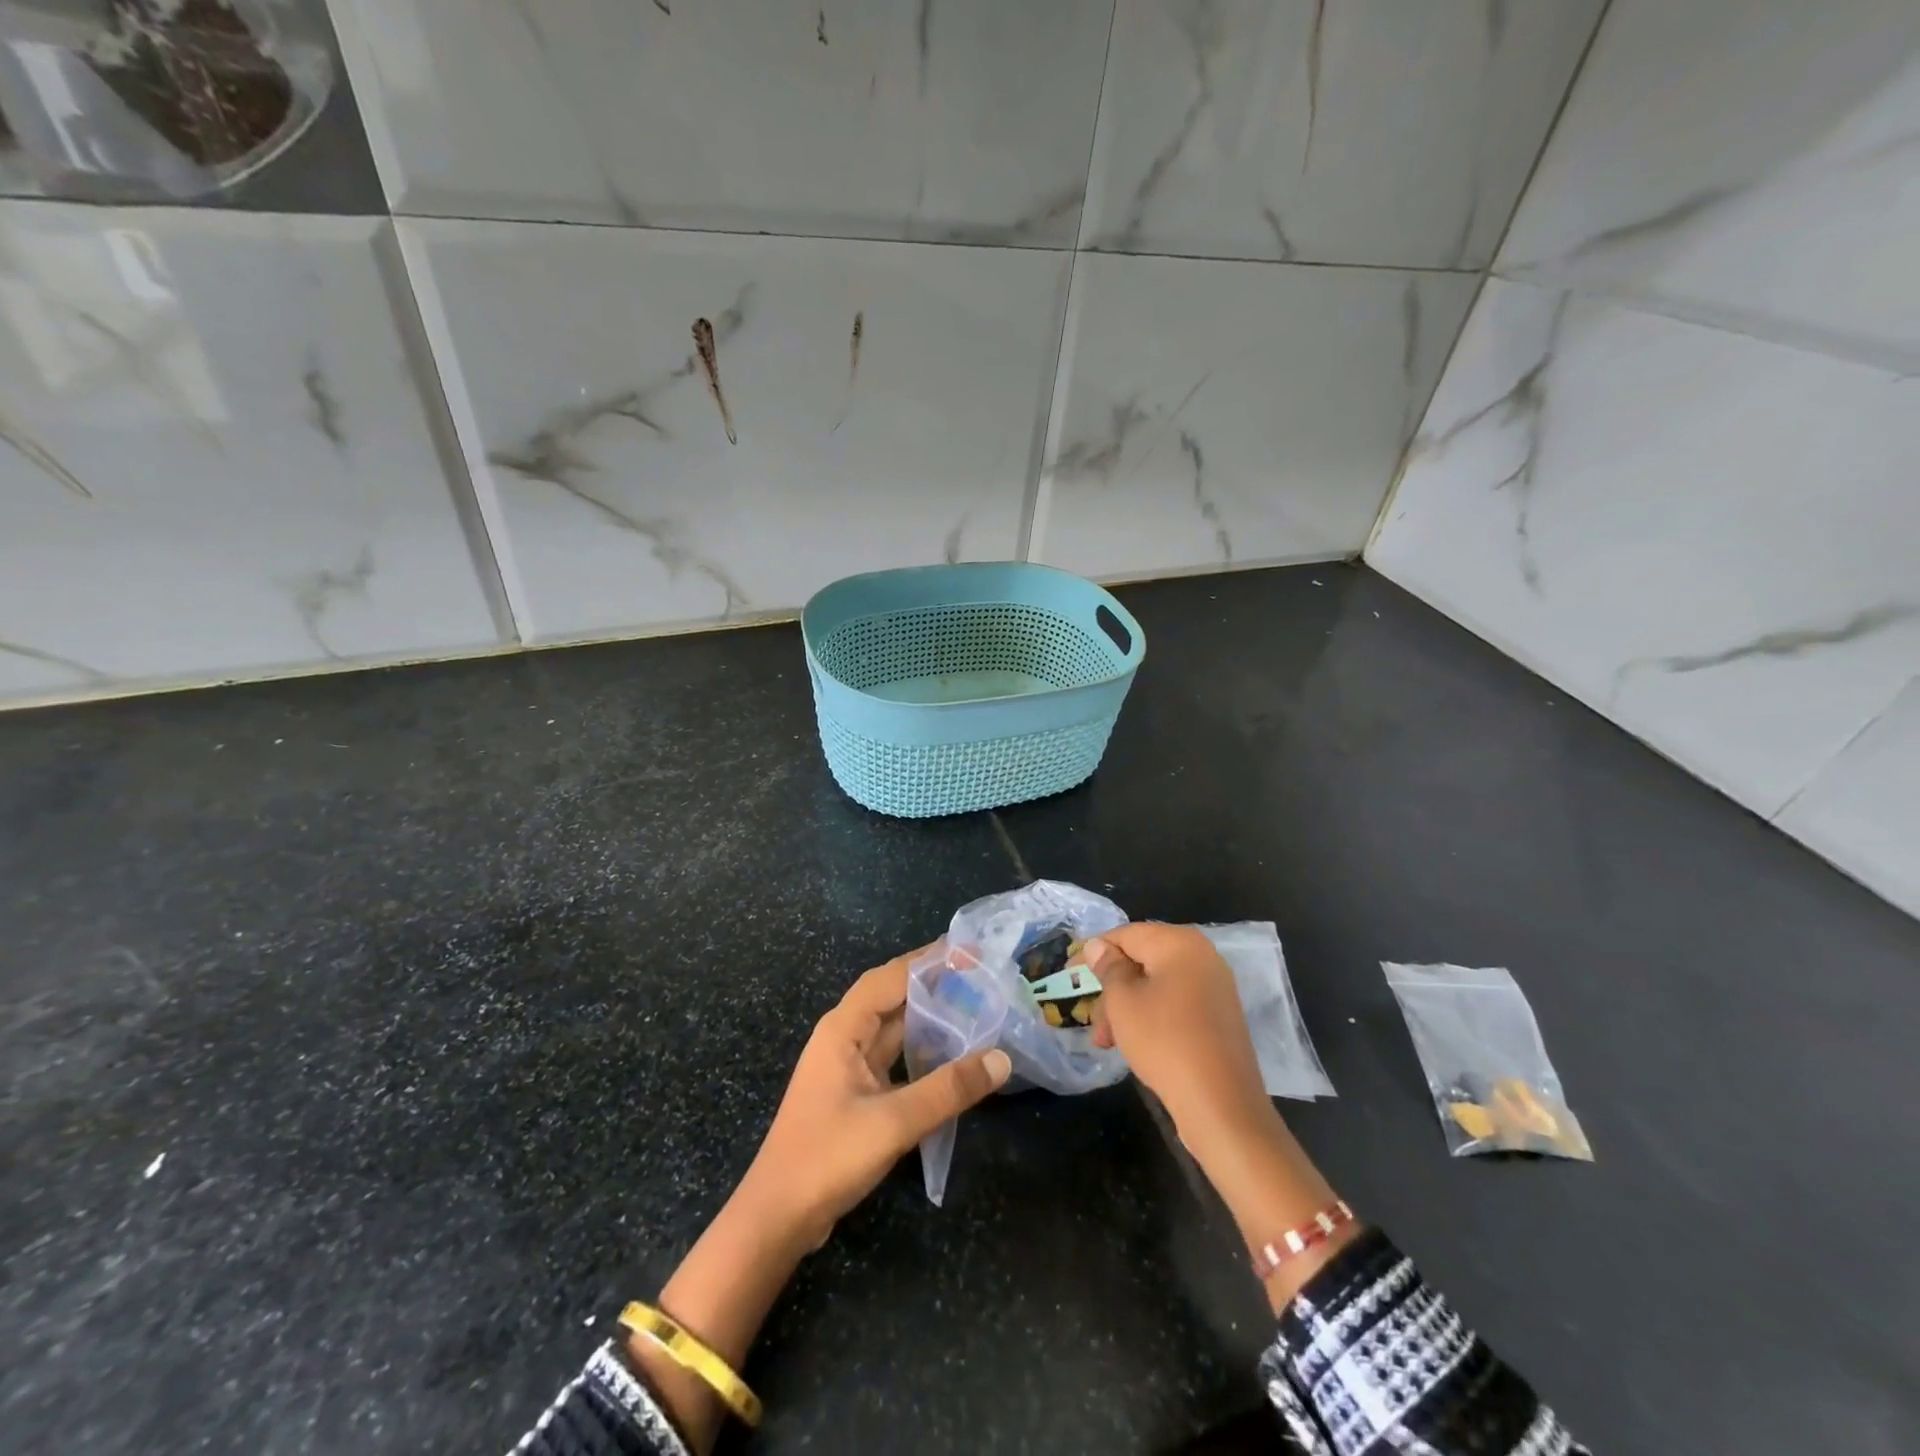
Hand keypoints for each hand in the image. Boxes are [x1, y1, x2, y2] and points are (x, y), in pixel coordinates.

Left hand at [737, 947, 1011, 1251]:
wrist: (777, 1218)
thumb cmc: (827, 1157)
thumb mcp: (894, 1122)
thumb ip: (949, 1089)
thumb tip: (1002, 1058)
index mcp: (843, 1028)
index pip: (890, 977)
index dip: (928, 960)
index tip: (968, 950)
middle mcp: (843, 1037)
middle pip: (892, 997)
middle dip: (932, 984)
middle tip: (980, 976)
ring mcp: (847, 1066)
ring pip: (893, 1028)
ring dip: (928, 1017)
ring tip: (973, 1006)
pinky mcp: (853, 1093)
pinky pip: (893, 1057)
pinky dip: (921, 1050)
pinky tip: (949, 1055)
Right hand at [1084, 923, 1273, 1154]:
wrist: (1221, 1104)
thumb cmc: (1164, 1041)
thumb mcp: (1123, 1002)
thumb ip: (1108, 968)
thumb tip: (1097, 945)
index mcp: (1179, 943)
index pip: (1126, 935)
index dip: (1094, 952)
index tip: (1069, 973)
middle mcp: (1201, 956)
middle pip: (1141, 961)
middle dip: (1110, 989)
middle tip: (1090, 1019)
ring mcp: (1214, 986)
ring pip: (1156, 985)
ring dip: (1126, 1008)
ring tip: (1106, 1042)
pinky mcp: (1219, 1015)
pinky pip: (1174, 1003)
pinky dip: (1150, 1016)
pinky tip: (1133, 1044)